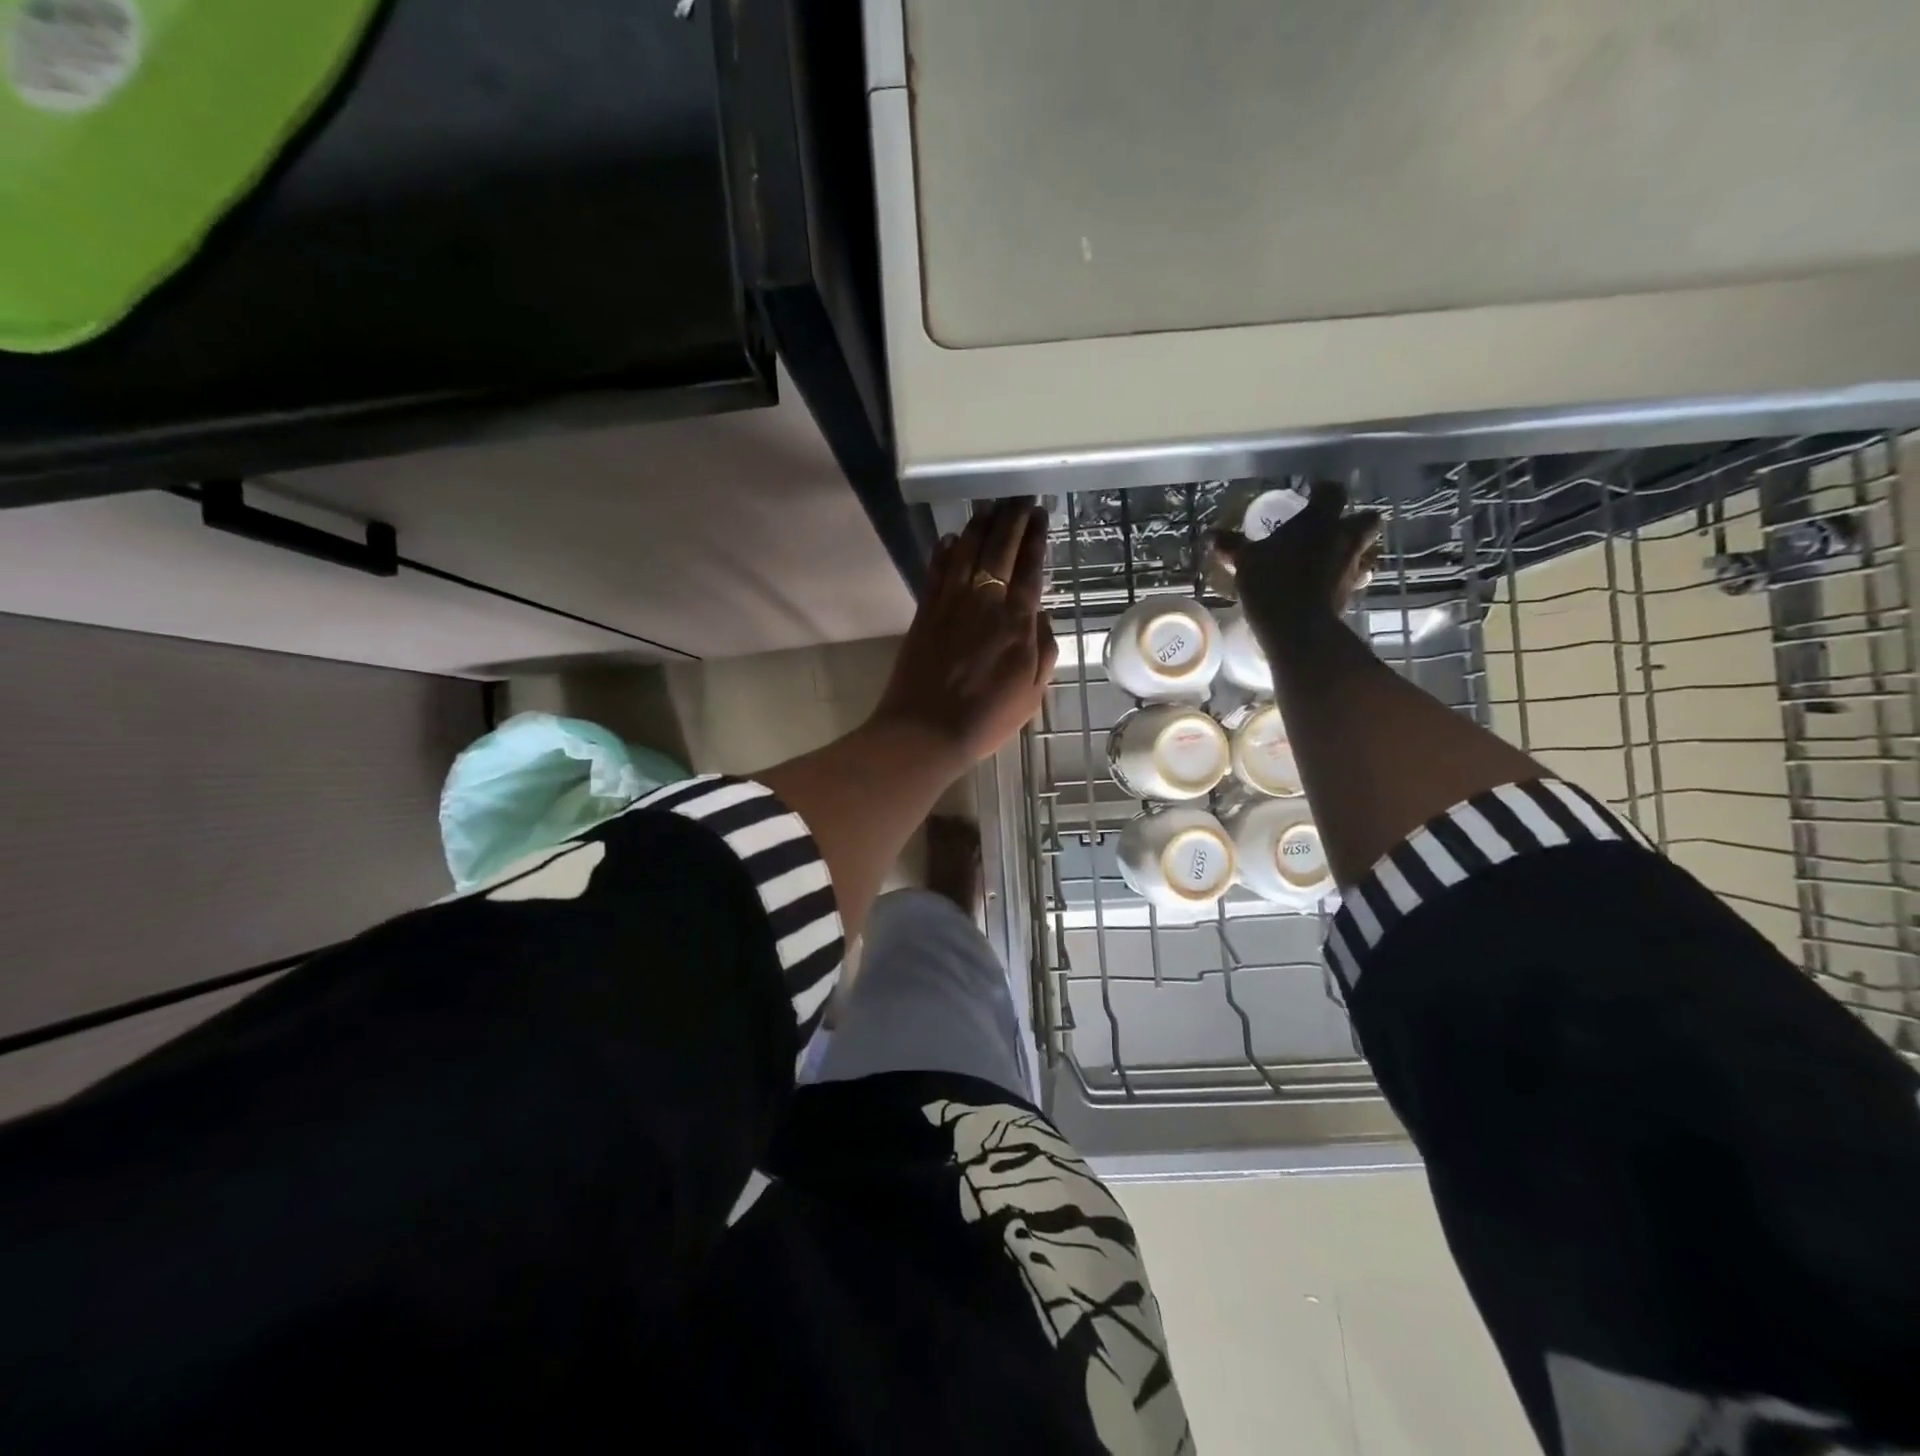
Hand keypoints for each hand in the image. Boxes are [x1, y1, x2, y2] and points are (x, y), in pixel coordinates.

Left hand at [873, 498, 1057, 762]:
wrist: (926, 731)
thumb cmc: (987, 718)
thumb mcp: (1033, 691)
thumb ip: (1043, 648)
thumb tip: (1039, 614)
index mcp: (1016, 621)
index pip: (1029, 567)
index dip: (1035, 538)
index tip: (1040, 515)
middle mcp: (984, 601)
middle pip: (999, 549)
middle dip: (1011, 520)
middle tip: (1019, 499)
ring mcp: (950, 603)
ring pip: (966, 552)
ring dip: (979, 526)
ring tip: (989, 508)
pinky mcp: (924, 612)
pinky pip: (936, 571)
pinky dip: (945, 552)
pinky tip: (952, 539)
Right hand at [1212, 482, 1381, 653]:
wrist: (1297, 628)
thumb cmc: (1272, 582)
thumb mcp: (1245, 561)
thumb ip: (1232, 546)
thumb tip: (1211, 535)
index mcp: (1319, 521)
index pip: (1332, 492)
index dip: (1324, 490)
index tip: (1313, 493)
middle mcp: (1344, 539)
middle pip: (1367, 519)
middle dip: (1355, 521)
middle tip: (1334, 529)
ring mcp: (1352, 567)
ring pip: (1367, 551)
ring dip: (1355, 552)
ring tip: (1333, 560)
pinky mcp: (1352, 594)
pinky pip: (1355, 580)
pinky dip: (1344, 580)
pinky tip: (1327, 587)